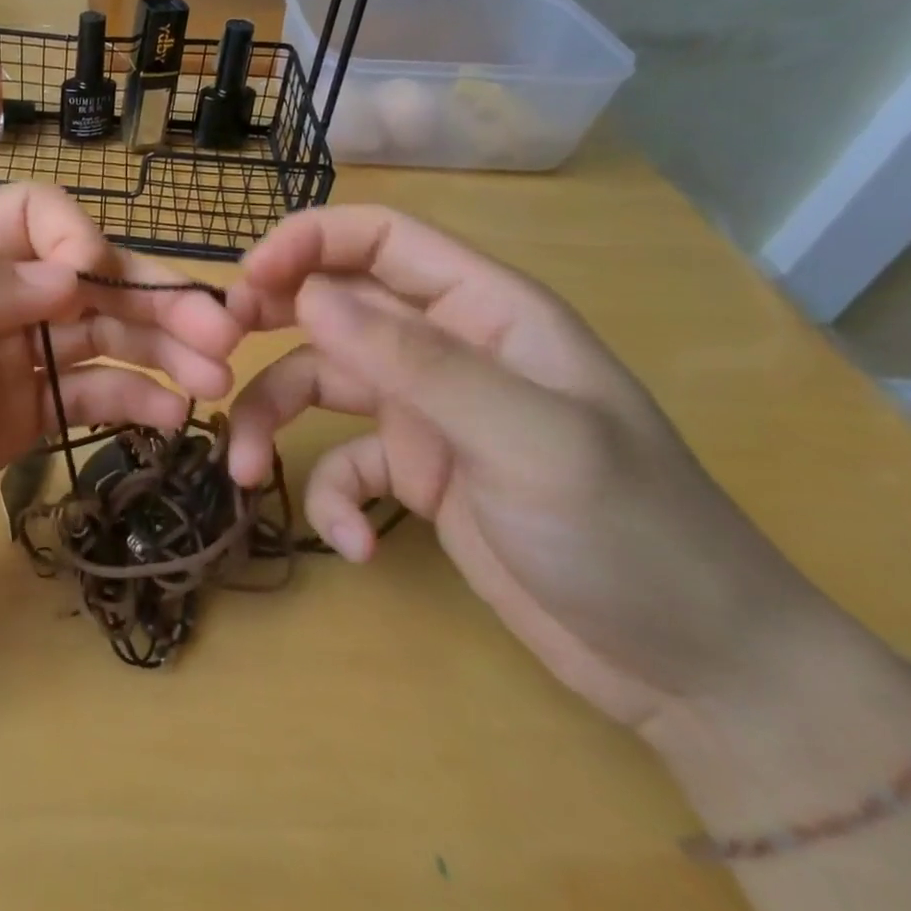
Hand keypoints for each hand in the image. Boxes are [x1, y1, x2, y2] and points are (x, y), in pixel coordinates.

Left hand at [0, 185, 243, 617]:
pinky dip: (133, 398)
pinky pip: (85, 396)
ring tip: (216, 378)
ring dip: (160, 349)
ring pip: (97, 338)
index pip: (29, 218)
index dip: (77, 242)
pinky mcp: (14, 422)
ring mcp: (0, 363)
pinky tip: (173, 414)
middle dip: (152, 299)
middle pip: (81, 281)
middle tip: (224, 334)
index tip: (98, 292)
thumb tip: (68, 277)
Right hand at [224, 205, 840, 733]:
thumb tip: (307, 296)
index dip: (306, 244)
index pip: (379, 239)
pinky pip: (342, 463)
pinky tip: (354, 545)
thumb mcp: (524, 437)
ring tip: (242, 471)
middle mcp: (446, 349)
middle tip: (215, 357)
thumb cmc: (629, 533)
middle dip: (269, 325)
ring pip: (318, 385)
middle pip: (333, 306)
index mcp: (485, 311)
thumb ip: (414, 359)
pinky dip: (332, 498)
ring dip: (272, 421)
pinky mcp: (415, 473)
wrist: (695, 671)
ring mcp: (427, 412)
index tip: (244, 284)